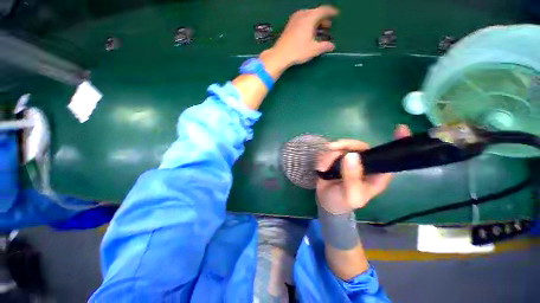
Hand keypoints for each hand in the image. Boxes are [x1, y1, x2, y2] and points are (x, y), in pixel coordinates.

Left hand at [263, 6, 338, 69]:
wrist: (280, 55)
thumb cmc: (298, 51)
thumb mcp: (313, 49)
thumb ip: (324, 46)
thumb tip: (332, 46)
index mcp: (309, 17)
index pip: (323, 10)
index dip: (331, 12)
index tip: (336, 14)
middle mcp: (302, 14)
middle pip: (315, 13)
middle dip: (323, 19)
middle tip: (328, 27)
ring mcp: (294, 19)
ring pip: (308, 16)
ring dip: (315, 21)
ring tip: (318, 30)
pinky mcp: (289, 25)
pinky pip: (301, 20)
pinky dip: (307, 23)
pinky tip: (308, 32)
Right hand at [316, 125, 411, 214]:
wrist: (325, 202)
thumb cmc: (342, 202)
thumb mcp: (350, 195)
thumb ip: (352, 178)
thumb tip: (351, 154)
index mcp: (376, 175)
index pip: (390, 158)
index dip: (397, 143)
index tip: (400, 128)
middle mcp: (365, 164)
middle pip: (360, 146)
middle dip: (345, 145)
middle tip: (332, 148)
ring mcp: (350, 160)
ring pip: (342, 147)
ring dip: (330, 155)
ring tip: (322, 168)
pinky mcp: (336, 159)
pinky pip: (331, 151)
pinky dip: (324, 158)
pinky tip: (320, 168)